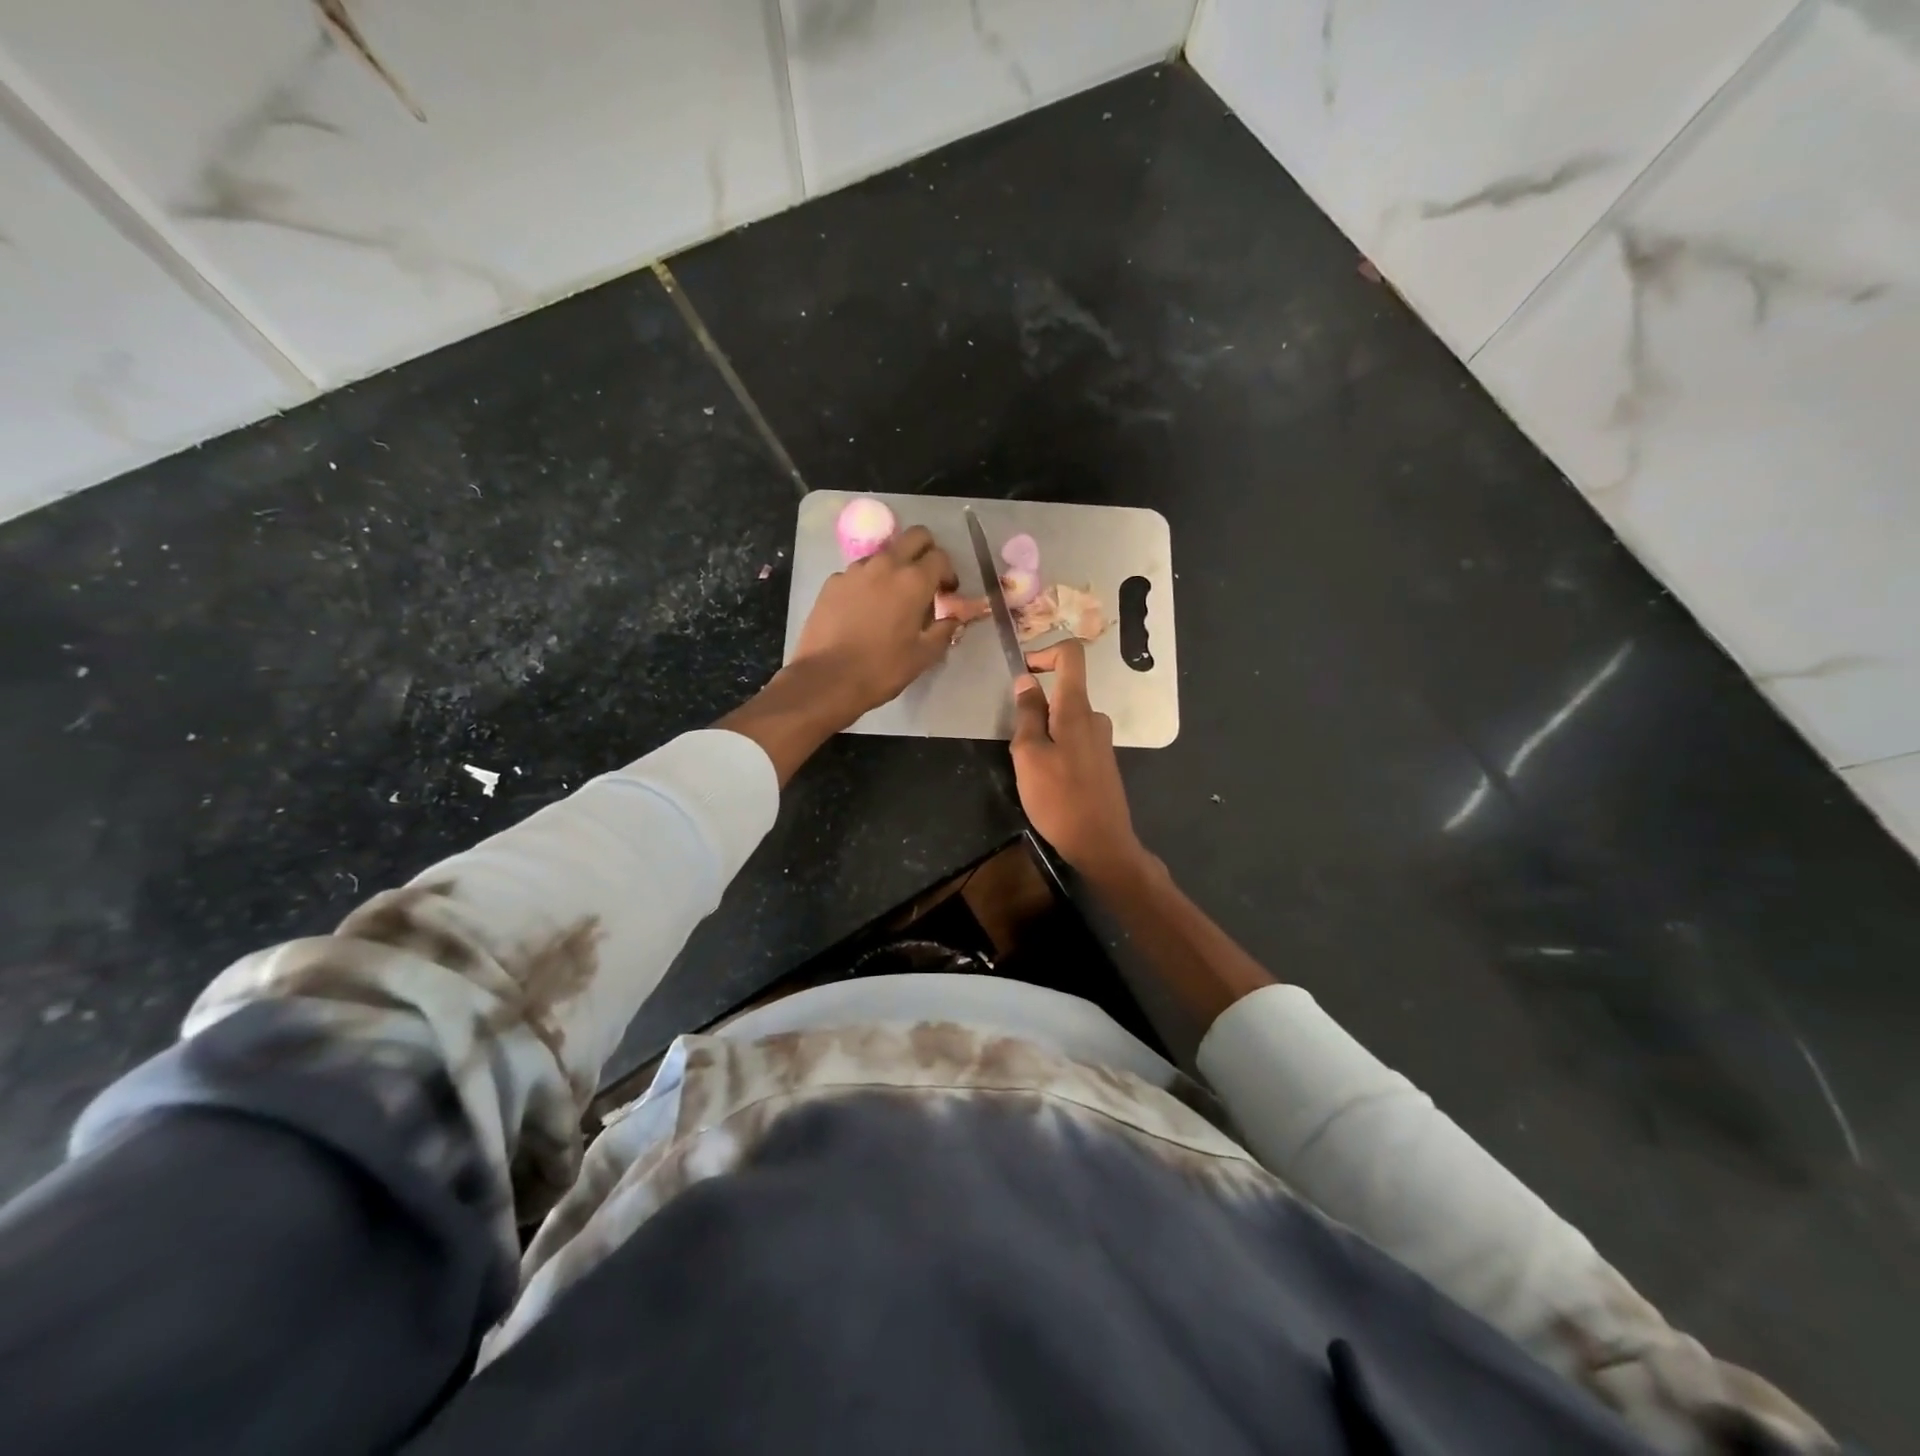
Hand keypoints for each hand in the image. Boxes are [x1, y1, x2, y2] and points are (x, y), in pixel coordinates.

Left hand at [792, 525, 964, 723]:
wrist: (826, 679)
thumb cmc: (882, 669)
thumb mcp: (923, 656)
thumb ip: (944, 630)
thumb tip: (954, 619)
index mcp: (914, 581)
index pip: (941, 557)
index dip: (948, 574)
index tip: (946, 594)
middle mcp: (885, 565)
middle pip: (915, 537)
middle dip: (926, 552)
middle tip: (925, 581)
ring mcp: (855, 570)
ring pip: (884, 553)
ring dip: (895, 567)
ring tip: (891, 598)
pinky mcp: (832, 582)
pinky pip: (858, 573)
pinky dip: (868, 583)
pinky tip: (863, 610)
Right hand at [1011, 640, 1145, 881]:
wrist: (1101, 843)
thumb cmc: (1059, 798)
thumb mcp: (1029, 754)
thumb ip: (1027, 714)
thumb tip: (1026, 680)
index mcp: (1077, 709)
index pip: (1071, 655)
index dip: (1045, 653)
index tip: (1023, 673)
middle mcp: (1094, 717)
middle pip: (1063, 692)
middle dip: (1035, 709)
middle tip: (1018, 745)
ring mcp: (1101, 740)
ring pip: (1065, 720)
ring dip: (1043, 734)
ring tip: (1031, 770)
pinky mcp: (1102, 761)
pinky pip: (1074, 740)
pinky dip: (1056, 749)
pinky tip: (1048, 782)